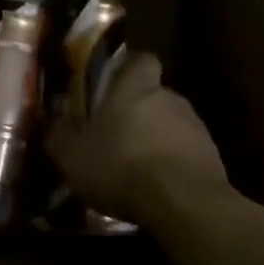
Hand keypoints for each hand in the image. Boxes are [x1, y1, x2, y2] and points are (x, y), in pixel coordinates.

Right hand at [45, 53, 228, 225]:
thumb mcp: (72, 156)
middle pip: (154, 95)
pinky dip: (172, 164)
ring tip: (136, 168)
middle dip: (137, 112)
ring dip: (155, 139)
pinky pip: (186, 153)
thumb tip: (51, 123)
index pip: (140, 60)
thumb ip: (58, 136)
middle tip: (115, 135)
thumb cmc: (121, 166)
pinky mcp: (212, 157)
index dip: (128, 69)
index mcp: (135, 87)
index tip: (113, 85)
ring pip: (170, 125)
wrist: (184, 204)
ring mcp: (196, 127)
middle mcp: (169, 98)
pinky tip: (157, 188)